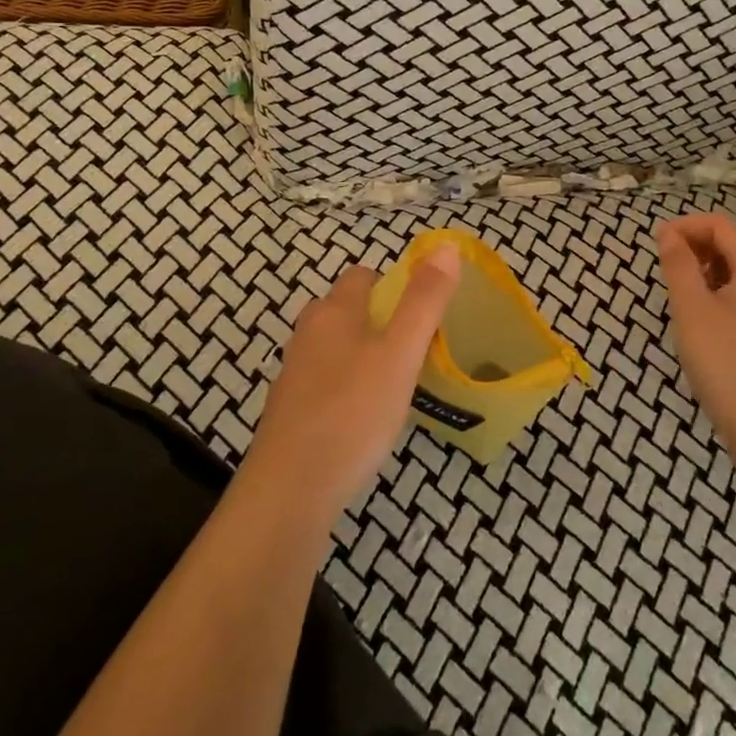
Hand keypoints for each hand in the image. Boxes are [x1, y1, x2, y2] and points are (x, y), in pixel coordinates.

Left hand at [246, 244, 461, 525]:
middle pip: (345, 310)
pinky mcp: (289, 409)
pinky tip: (363, 418)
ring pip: (334, 347)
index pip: (363, 276)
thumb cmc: (353, 412)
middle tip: (413, 349)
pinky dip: (345, 387)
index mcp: (334, 311)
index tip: (420, 313)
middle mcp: (308, 333)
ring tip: (394, 384)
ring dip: (362, 355)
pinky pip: (324, 382)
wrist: (291, 489)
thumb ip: (424, 301)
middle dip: (378, 320)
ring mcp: (293, 372)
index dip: (393, 285)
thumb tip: (446, 247)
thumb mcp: (401, 353)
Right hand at [655, 213, 735, 467]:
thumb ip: (678, 264)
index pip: (719, 225)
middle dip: (694, 248)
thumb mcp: (691, 308)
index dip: (684, 226)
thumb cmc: (725, 361)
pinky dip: (718, 292)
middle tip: (663, 271)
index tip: (654, 244)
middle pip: (730, 243)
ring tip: (678, 296)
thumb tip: (667, 233)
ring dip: (704, 271)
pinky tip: (700, 318)